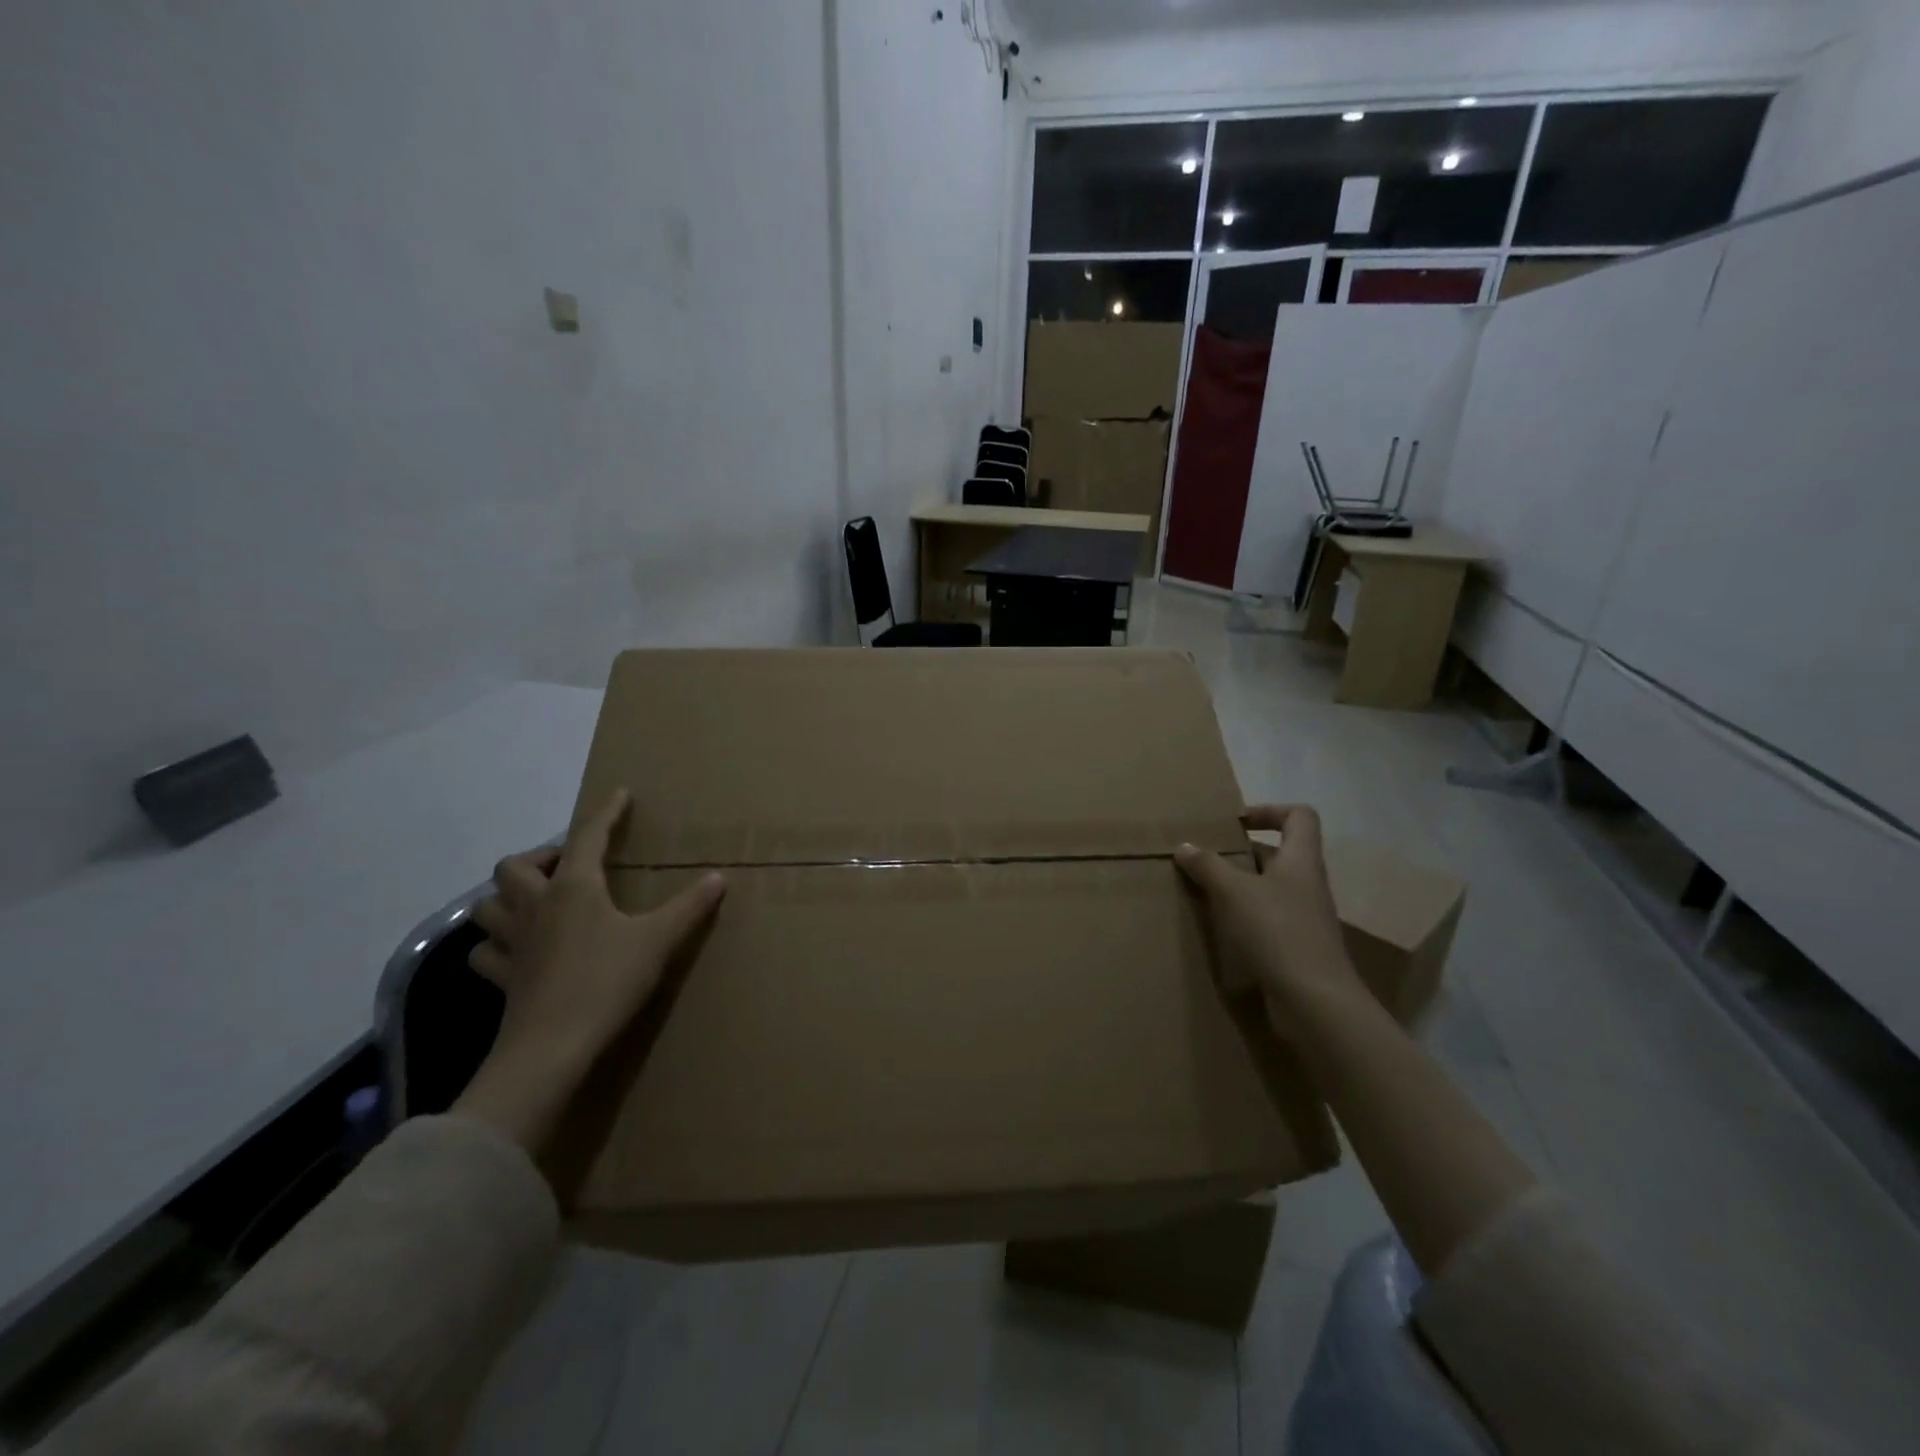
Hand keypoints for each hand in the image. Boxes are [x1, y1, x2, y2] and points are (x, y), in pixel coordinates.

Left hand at [454, 789, 725, 1154]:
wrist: (552, 1047)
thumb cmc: (607, 982)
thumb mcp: (658, 940)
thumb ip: (689, 906)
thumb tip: (719, 877)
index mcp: (575, 888)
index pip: (588, 836)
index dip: (606, 813)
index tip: (619, 795)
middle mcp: (536, 906)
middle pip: (515, 866)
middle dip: (538, 857)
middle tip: (566, 864)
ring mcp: (512, 943)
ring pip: (487, 905)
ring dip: (506, 896)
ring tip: (533, 900)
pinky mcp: (501, 978)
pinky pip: (485, 951)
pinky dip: (494, 943)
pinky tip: (513, 949)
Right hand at [1175, 805, 1361, 1018]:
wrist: (1315, 1002)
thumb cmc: (1278, 932)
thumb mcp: (1234, 892)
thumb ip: (1208, 866)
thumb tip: (1185, 846)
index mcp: (1301, 860)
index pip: (1299, 816)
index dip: (1269, 811)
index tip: (1234, 823)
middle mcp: (1307, 883)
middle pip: (1278, 853)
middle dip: (1241, 853)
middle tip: (1205, 858)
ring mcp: (1304, 917)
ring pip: (1269, 888)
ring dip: (1239, 886)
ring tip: (1203, 891)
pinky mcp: (1296, 947)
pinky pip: (1267, 919)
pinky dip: (1243, 917)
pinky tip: (1218, 927)